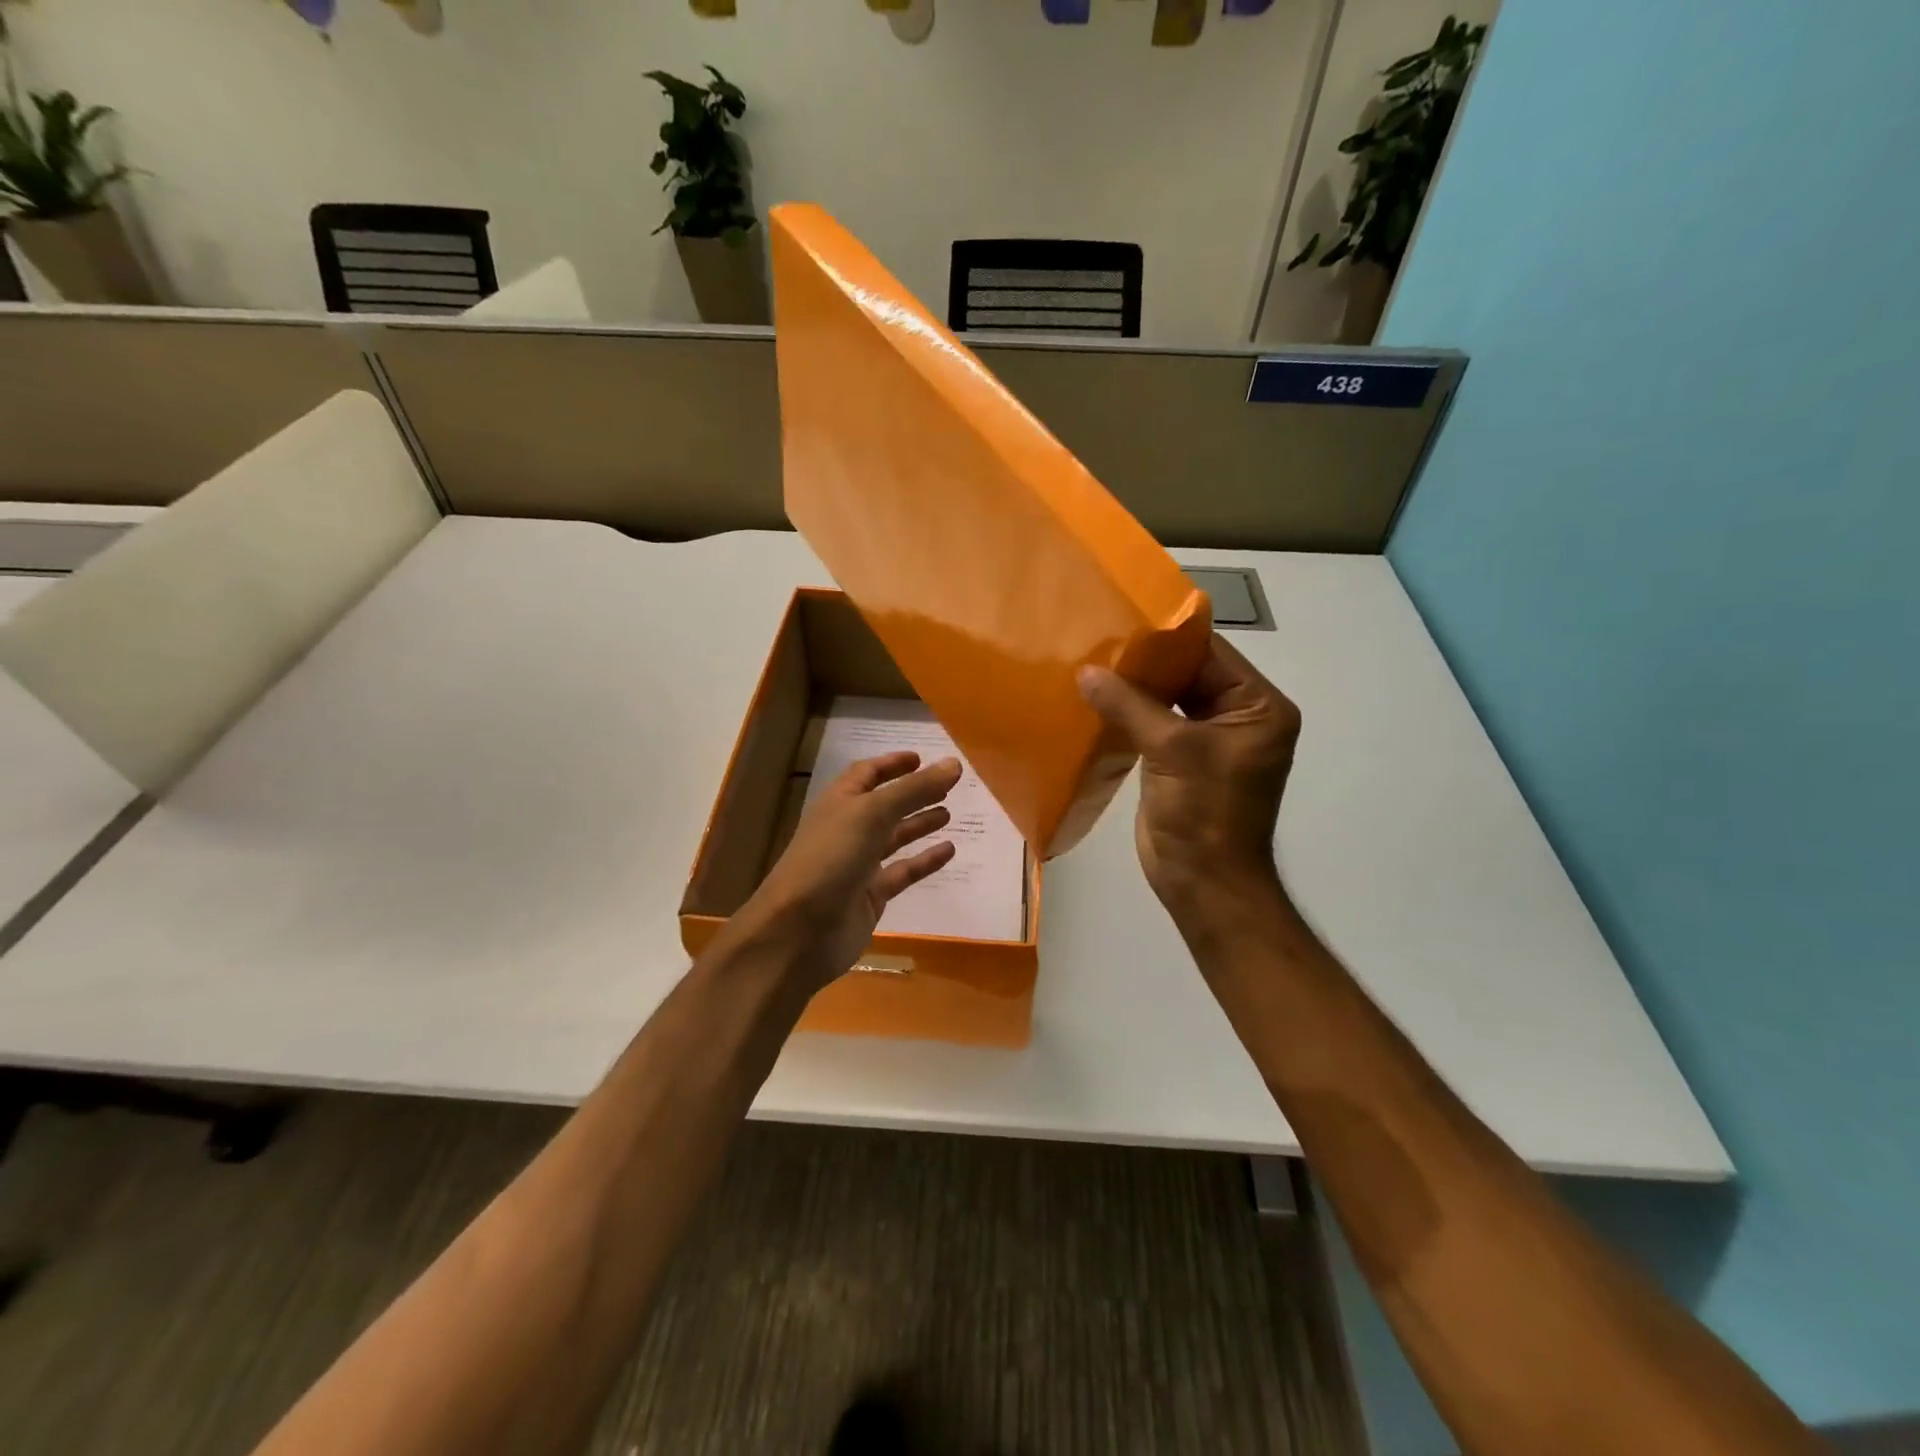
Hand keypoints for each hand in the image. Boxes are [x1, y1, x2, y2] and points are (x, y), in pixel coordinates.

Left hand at [737, 751, 961, 990]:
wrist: (799, 931)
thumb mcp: (873, 814)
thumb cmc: (830, 859)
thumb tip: (954, 763)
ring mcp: (858, 865)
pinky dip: (924, 861)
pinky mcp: (870, 896)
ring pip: (894, 838)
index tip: (922, 758)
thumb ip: (914, 789)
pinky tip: (949, 851)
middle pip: (884, 805)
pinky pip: (902, 872)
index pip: (867, 774)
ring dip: (919, 824)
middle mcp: (848, 829)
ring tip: (950, 813)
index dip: (892, 764)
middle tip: (948, 785)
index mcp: (840, 802)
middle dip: (913, 793)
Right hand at [1078, 634, 1299, 923]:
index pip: (1211, 654)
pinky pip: (1155, 724)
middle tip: (1099, 637)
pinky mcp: (1182, 761)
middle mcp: (1240, 717)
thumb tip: (1086, 672)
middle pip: (1190, 674)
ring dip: (1134, 687)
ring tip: (1090, 662)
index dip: (1167, 637)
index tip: (1122, 617)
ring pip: (1169, 699)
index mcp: (1258, 707)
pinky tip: (1095, 699)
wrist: (1203, 884)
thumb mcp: (1172, 750)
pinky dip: (1129, 713)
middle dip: (1146, 661)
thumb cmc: (1204, 814)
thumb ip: (1129, 705)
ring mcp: (1210, 741)